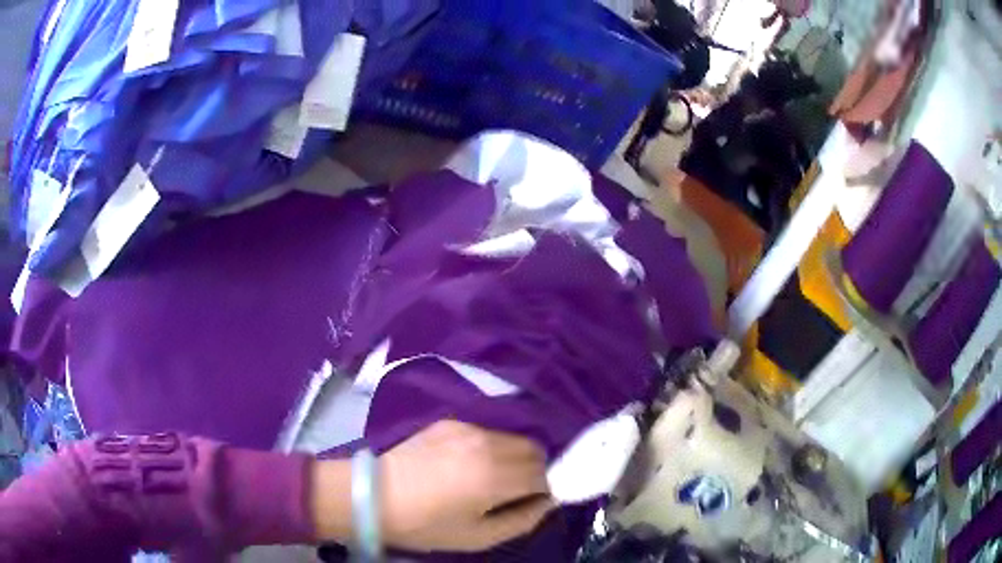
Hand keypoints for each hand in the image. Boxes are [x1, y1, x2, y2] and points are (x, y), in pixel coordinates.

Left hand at [379, 420, 554, 551]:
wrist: (374, 496)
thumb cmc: (426, 525)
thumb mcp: (478, 537)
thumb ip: (522, 521)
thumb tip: (547, 503)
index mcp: (495, 477)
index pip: (544, 475)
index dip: (544, 491)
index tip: (532, 503)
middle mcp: (487, 445)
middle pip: (535, 450)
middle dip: (536, 470)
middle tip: (516, 491)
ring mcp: (468, 429)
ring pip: (514, 438)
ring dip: (516, 456)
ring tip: (493, 478)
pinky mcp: (451, 422)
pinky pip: (489, 432)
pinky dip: (493, 447)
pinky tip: (469, 464)